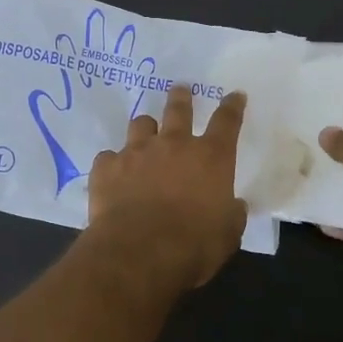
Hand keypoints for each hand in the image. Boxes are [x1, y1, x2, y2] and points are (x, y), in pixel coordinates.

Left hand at [86, 86, 247, 288]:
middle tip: (180, 89)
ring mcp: (136, 152)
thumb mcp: (227, 235)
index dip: (232, 106)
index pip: (226, 122)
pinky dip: (114, 163)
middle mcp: (173, 145)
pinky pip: (109, 156)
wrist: (138, 252)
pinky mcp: (107, 167)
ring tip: (145, 134)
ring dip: (146, 128)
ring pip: (141, 124)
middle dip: (181, 97)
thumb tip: (233, 206)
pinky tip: (113, 175)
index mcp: (210, 158)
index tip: (235, 95)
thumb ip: (231, 215)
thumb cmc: (193, 245)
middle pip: (178, 109)